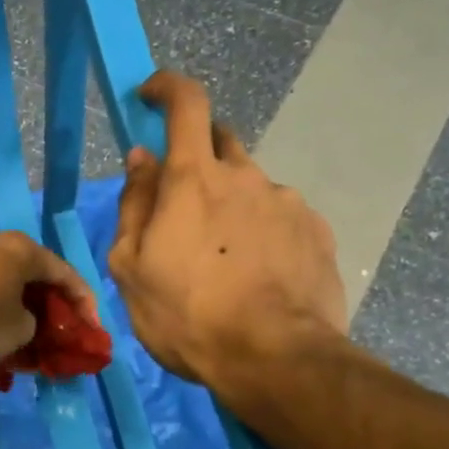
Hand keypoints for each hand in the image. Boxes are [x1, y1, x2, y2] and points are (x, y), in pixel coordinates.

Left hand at [0, 232, 96, 365]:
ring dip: (22, 305)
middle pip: (35, 272)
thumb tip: (23, 319)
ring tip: (30, 333)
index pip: (65, 273)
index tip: (92, 330)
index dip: (84, 303)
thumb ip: (34, 322)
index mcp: (21, 249)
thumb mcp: (20, 331)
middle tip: (62, 329)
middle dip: (51, 303)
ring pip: (7, 279)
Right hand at [108, 70, 345, 383]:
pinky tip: (257, 275)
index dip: (167, 87)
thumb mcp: (131, 266)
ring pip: (251, 187)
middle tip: (183, 207)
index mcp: (194, 179)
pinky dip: (262, 232)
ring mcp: (288, 203)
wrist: (275, 361)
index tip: (151, 95)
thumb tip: (142, 159)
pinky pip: (280, 218)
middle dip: (197, 158)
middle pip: (220, 142)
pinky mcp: (317, 232)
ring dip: (231, 205)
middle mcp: (246, 176)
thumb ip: (135, 204)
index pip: (186, 103)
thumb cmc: (186, 315)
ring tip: (223, 261)